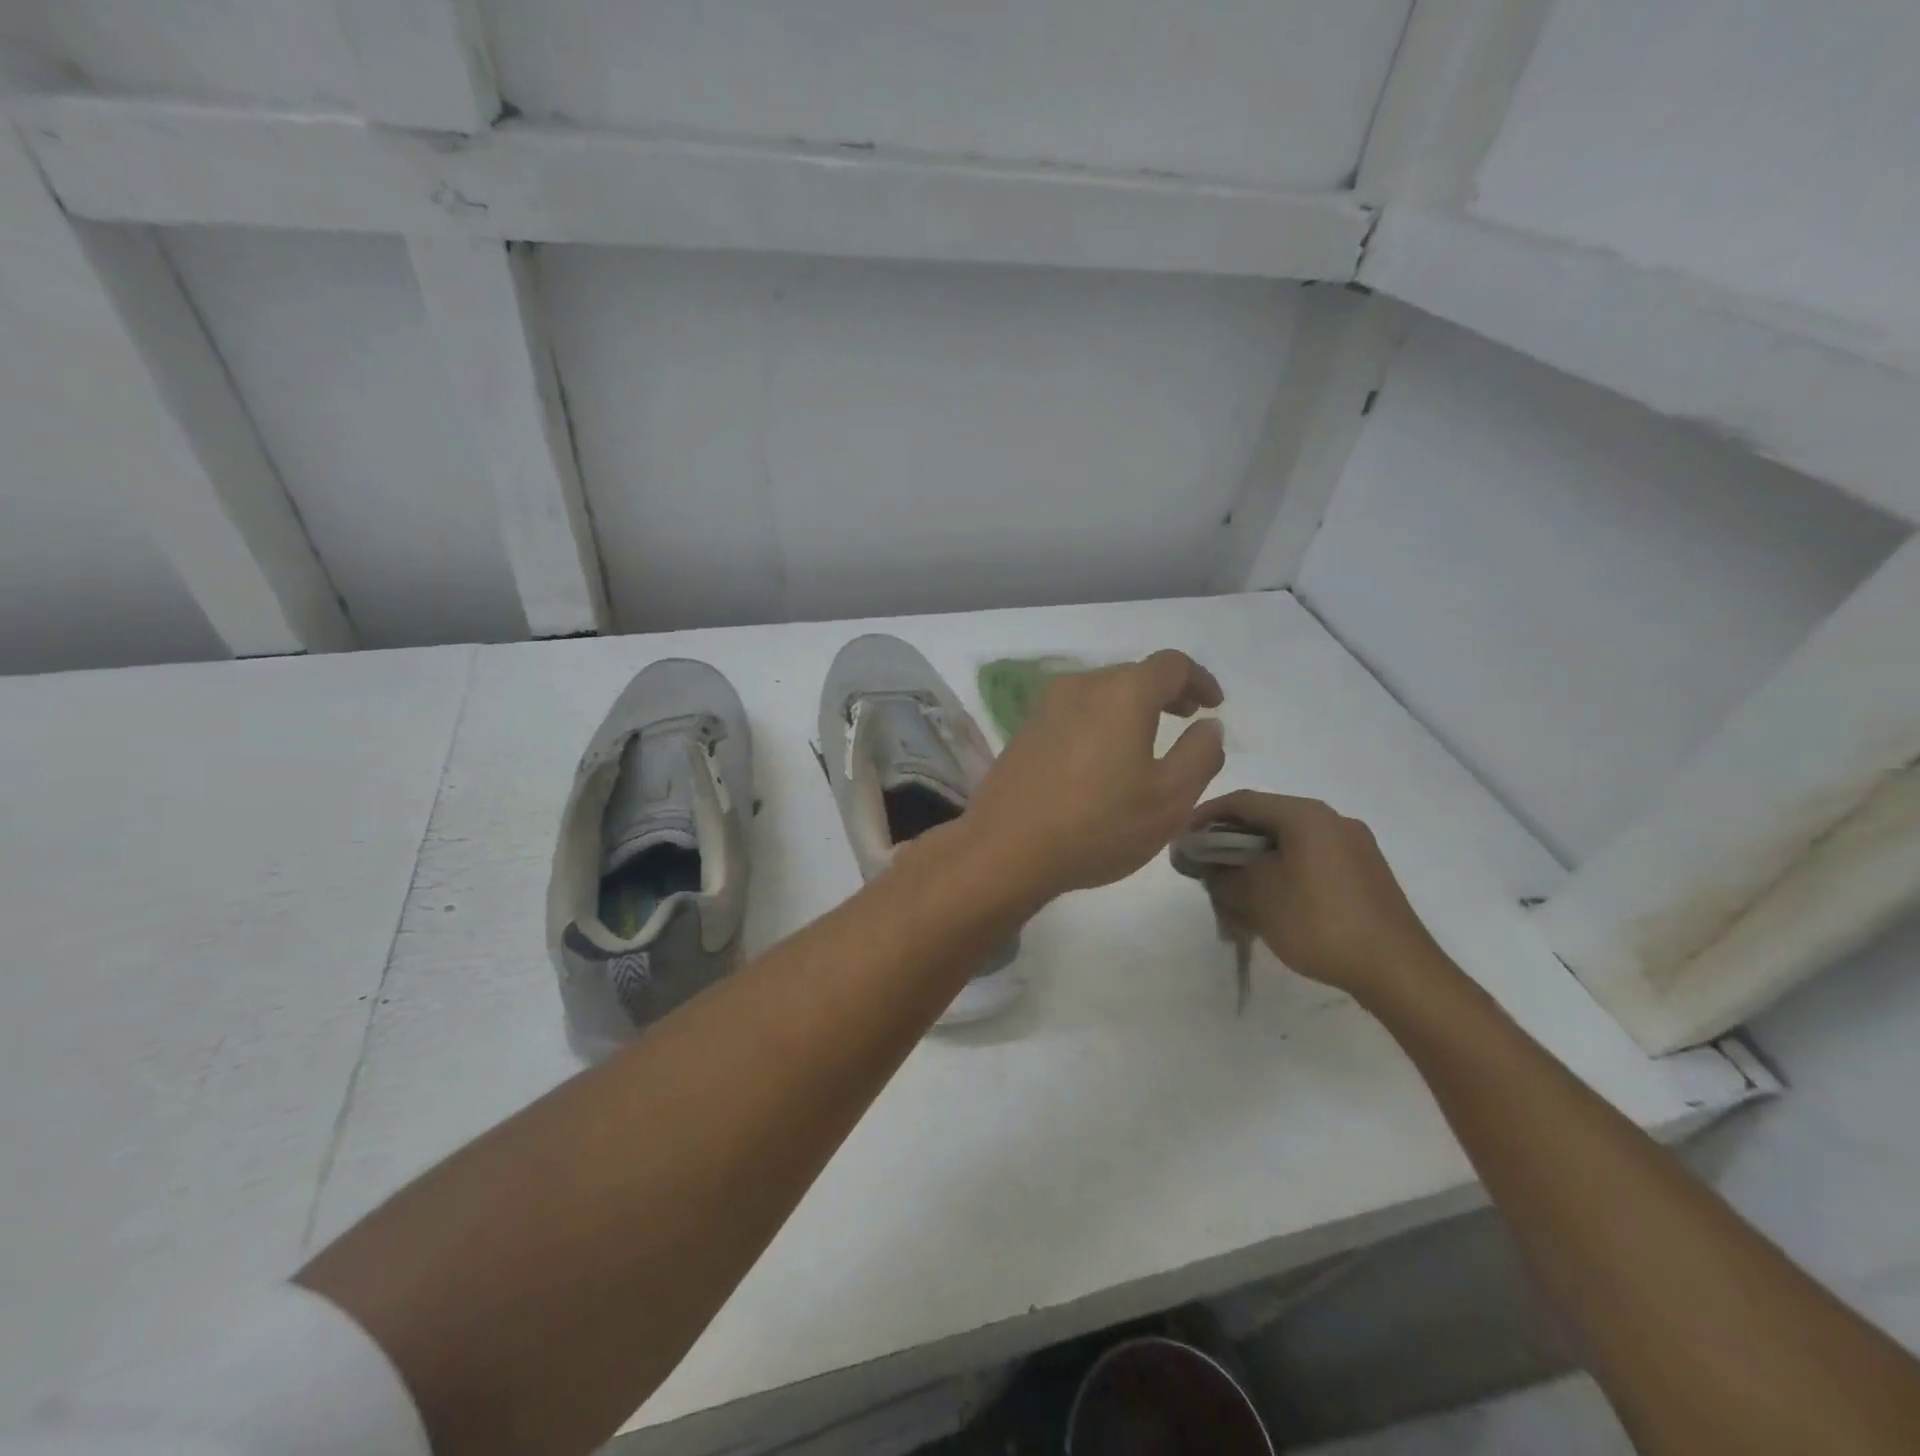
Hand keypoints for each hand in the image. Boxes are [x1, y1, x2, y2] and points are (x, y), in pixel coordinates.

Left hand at [961, 650, 1225, 900]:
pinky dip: (1099, 722)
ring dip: (1130, 708)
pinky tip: (1102, 759)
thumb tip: (1208, 726)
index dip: (1199, 680)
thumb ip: (1200, 754)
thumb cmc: (1098, 823)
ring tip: (1146, 741)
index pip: (1171, 665)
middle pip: (1133, 675)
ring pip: (1100, 693)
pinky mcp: (1024, 731)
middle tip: (1186, 720)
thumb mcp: (1169, 798)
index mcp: (1122, 692)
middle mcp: (1081, 686)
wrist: (1005, 848)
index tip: (1213, 705)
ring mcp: (1045, 707)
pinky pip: (1074, 713)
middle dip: (1166, 693)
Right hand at [1190, 790, 1447, 1002]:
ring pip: (1289, 844)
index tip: (1182, 839)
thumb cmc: (1318, 922)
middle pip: (1267, 820)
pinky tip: (1272, 904)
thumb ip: (1221, 874)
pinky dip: (1283, 873)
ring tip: (1235, 892)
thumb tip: (1204, 864)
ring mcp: (1354, 847)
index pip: (1242, 801)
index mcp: (1306, 815)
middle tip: (1205, 868)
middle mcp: (1332, 820)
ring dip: (1256, 862)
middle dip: (1230, 843)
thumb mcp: (1256, 897)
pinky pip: (1312, 861)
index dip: (1205, 816)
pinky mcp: (1366, 874)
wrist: (1398, 971)